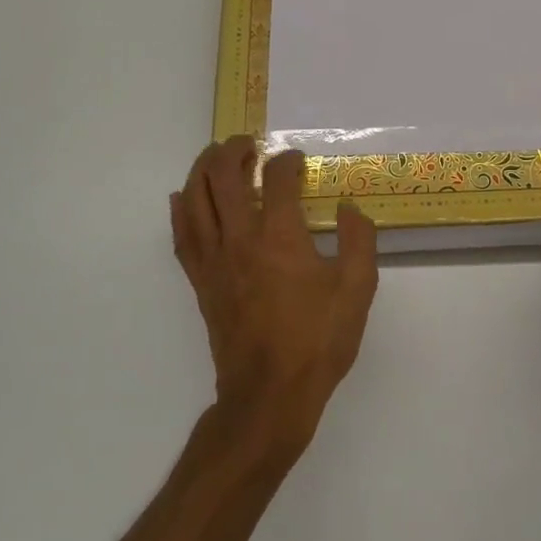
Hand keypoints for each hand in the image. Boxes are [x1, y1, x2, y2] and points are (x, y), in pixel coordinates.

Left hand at [171, 136, 378, 456]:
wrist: (269, 396)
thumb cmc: (317, 341)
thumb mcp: (357, 290)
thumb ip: (359, 240)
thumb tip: (349, 208)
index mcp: (280, 237)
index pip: (278, 179)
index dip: (288, 162)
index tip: (297, 161)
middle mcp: (240, 239)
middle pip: (223, 177)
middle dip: (235, 150)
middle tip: (249, 143)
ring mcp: (214, 260)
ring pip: (195, 199)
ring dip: (203, 170)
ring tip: (216, 157)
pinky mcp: (200, 282)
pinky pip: (182, 235)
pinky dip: (181, 210)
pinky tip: (183, 198)